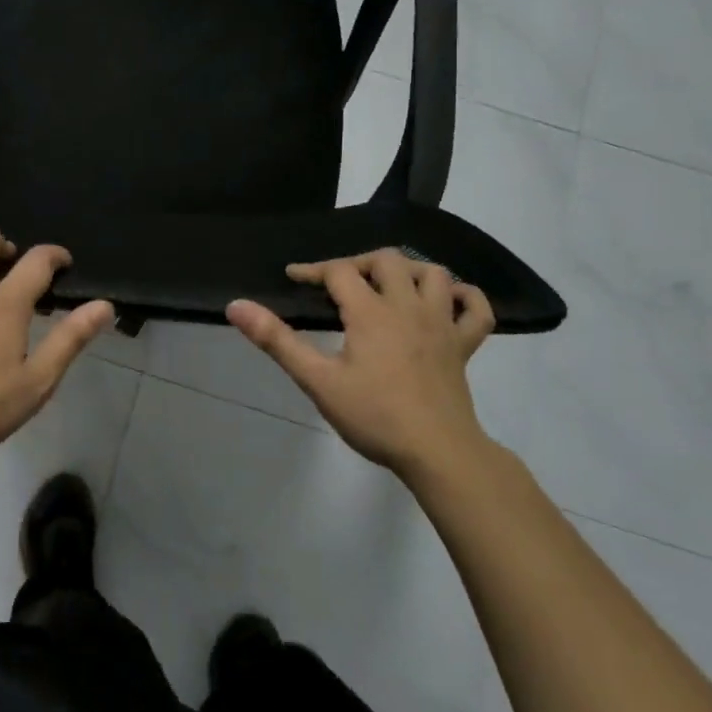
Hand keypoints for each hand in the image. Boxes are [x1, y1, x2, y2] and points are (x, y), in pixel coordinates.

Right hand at [226, 251, 495, 480]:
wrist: (438, 452)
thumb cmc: (374, 416)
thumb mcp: (317, 380)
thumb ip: (277, 340)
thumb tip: (236, 305)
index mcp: (371, 312)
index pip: (339, 270)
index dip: (313, 269)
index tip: (293, 278)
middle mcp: (408, 306)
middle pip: (387, 260)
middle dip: (358, 263)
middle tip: (339, 284)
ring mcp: (441, 324)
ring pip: (433, 273)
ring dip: (408, 271)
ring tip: (387, 286)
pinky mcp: (464, 346)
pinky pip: (476, 309)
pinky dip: (464, 296)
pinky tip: (446, 301)